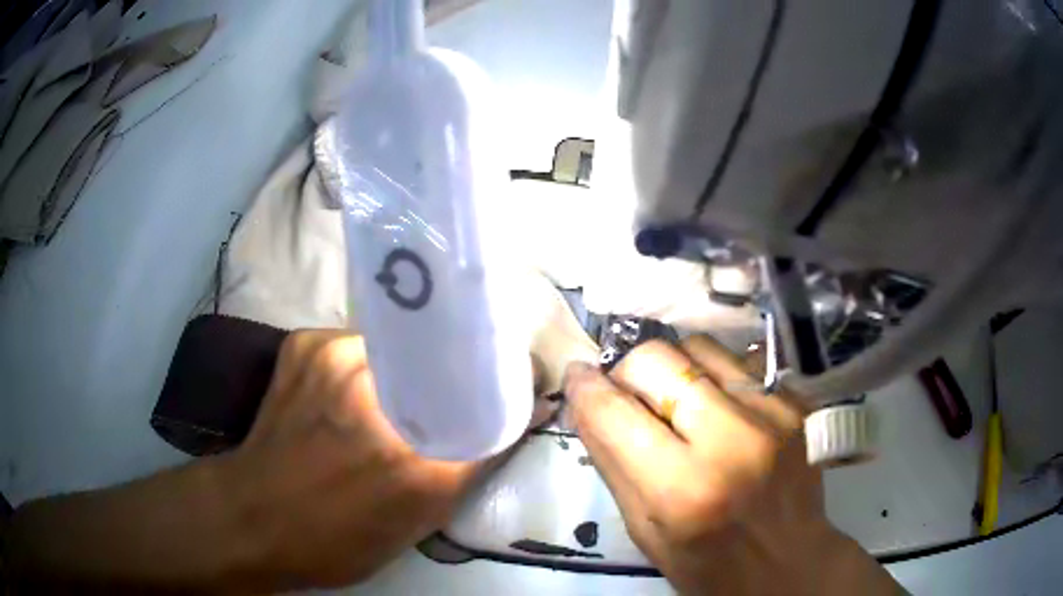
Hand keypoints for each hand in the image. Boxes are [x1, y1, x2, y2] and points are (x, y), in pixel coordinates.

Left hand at [222, 330, 543, 589]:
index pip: (494, 407)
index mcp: (417, 463)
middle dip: (463, 375)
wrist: (251, 515)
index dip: (513, 392)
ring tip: (396, 397)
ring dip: (410, 369)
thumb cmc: (335, 541)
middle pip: (450, 364)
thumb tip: (503, 424)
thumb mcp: (416, 525)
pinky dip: (366, 365)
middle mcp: (382, 398)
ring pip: (404, 348)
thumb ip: (463, 471)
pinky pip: (359, 344)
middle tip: (461, 392)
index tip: (523, 387)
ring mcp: (337, 359)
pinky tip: (349, 392)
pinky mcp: (306, 343)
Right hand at [565, 336, 900, 595]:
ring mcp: (773, 412)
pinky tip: (718, 407)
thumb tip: (585, 397)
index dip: (585, 387)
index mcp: (682, 489)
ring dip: (675, 368)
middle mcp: (733, 440)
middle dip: (629, 372)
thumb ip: (611, 460)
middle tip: (631, 397)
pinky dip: (715, 375)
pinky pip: (739, 360)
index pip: (614, 412)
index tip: (578, 377)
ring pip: (699, 347)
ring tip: (678, 401)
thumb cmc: (706, 562)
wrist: (787, 562)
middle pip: (658, 360)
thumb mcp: (643, 528)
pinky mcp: (796, 401)